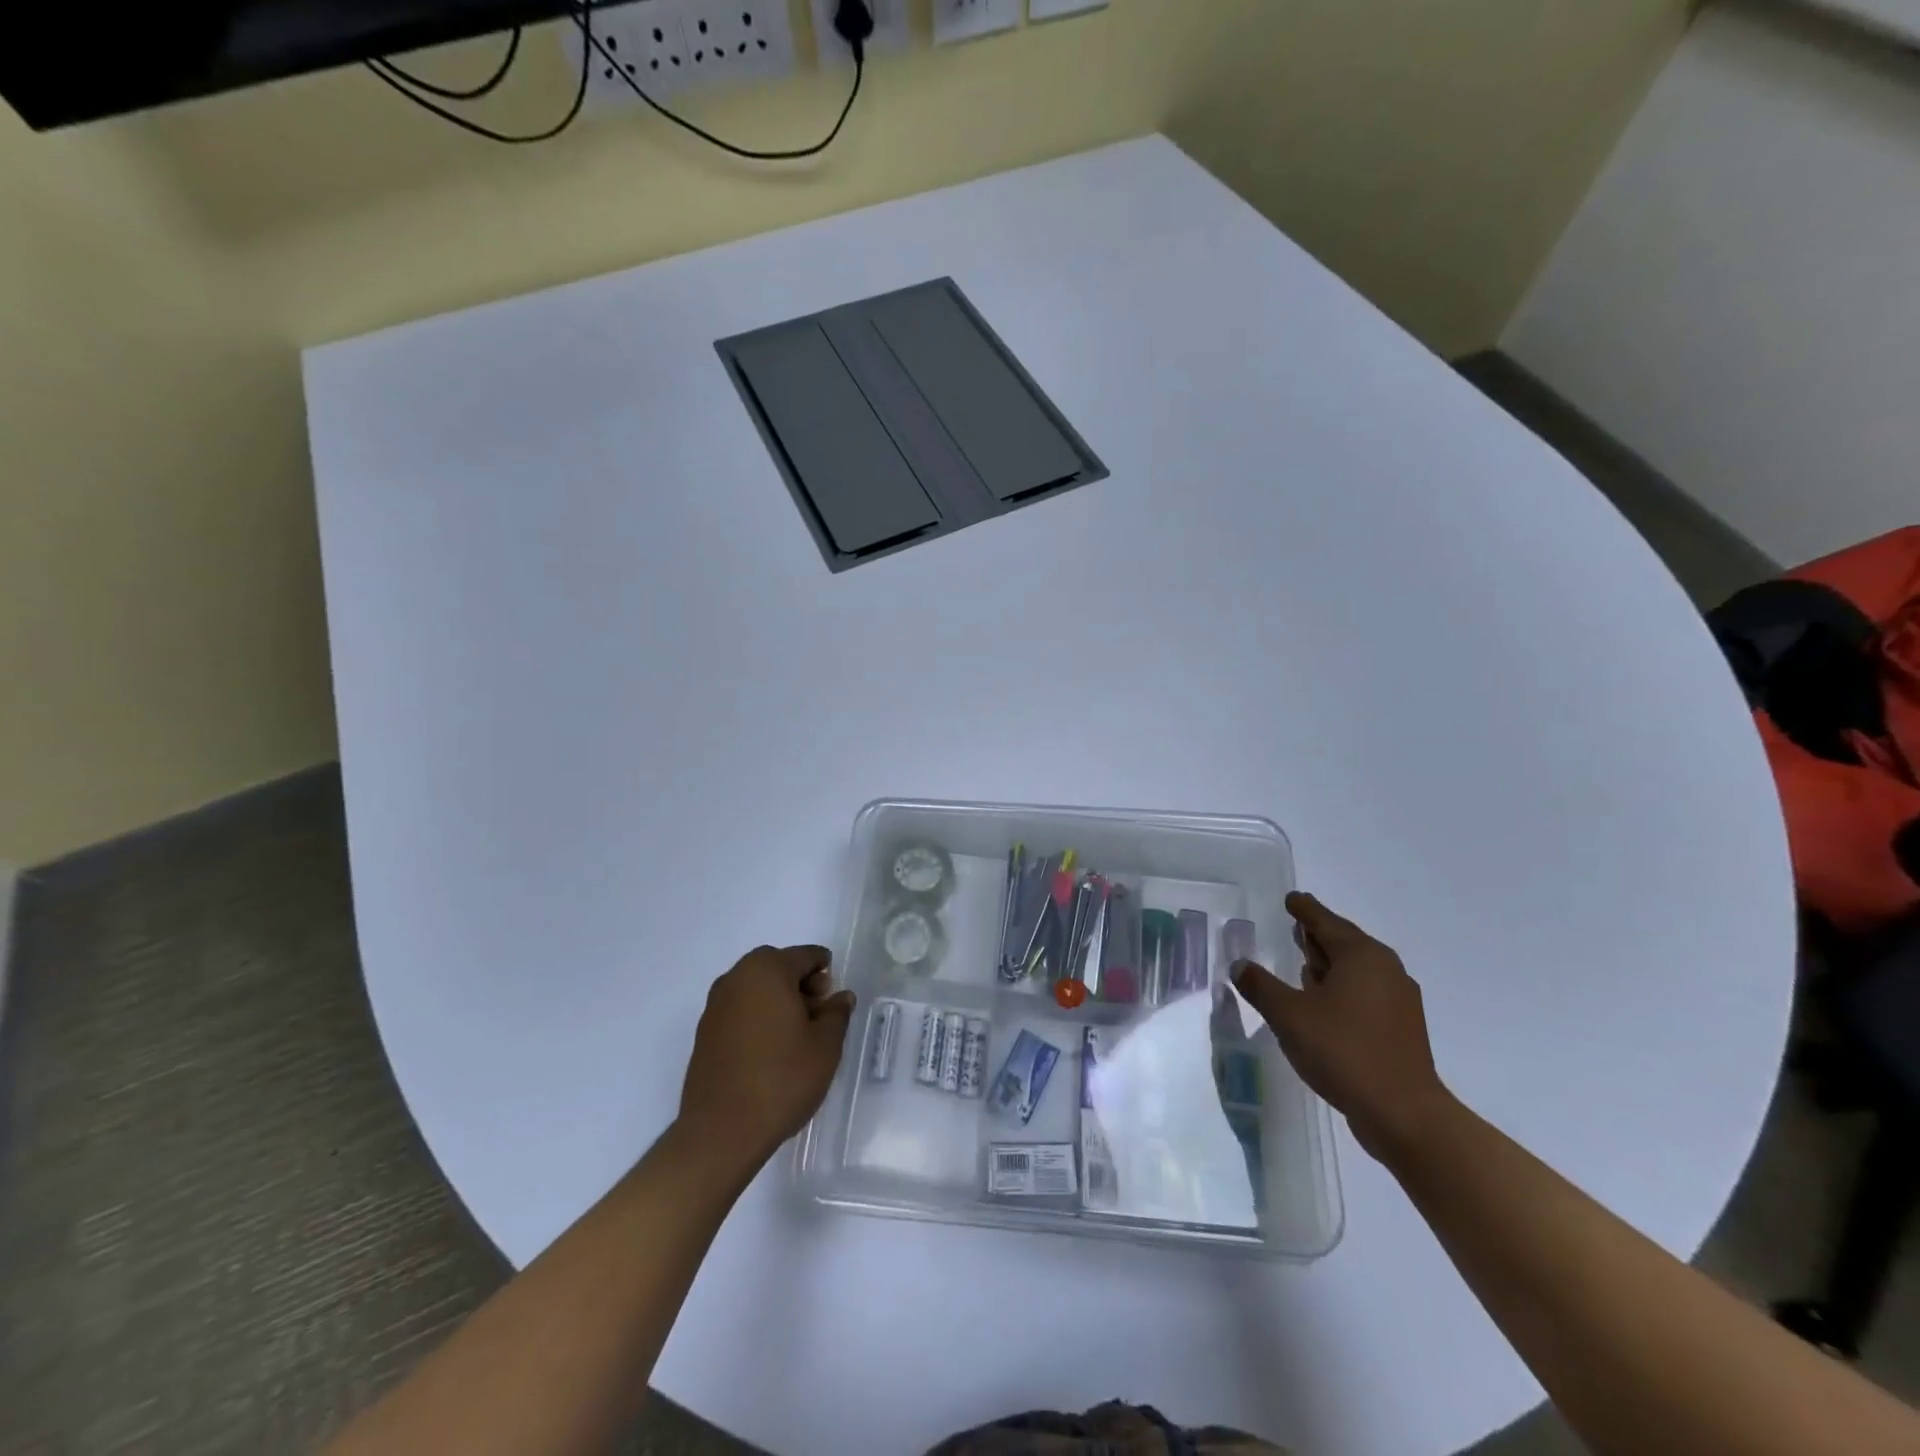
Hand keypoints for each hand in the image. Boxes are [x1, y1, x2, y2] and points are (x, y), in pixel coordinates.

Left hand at [677, 945, 855, 1175]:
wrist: (722, 1132)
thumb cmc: (782, 1078)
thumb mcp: (826, 1045)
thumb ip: (837, 1013)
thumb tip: (840, 997)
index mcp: (767, 969)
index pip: (806, 956)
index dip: (826, 973)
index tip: (835, 1001)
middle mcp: (736, 977)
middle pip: (778, 968)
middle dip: (801, 985)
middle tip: (818, 1018)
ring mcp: (715, 1005)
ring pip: (756, 989)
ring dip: (778, 1002)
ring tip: (796, 1038)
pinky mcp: (704, 1033)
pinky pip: (739, 1011)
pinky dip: (758, 1019)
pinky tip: (770, 1051)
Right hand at [1230, 892, 1449, 1162]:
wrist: (1403, 1114)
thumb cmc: (1343, 1051)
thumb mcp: (1288, 1015)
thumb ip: (1260, 986)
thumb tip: (1240, 965)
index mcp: (1361, 956)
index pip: (1325, 921)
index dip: (1305, 909)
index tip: (1292, 899)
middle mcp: (1385, 970)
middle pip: (1345, 942)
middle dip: (1319, 936)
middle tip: (1296, 927)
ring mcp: (1398, 1001)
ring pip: (1357, 970)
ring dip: (1330, 965)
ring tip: (1305, 964)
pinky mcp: (1401, 1029)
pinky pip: (1365, 994)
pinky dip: (1342, 990)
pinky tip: (1324, 1004)